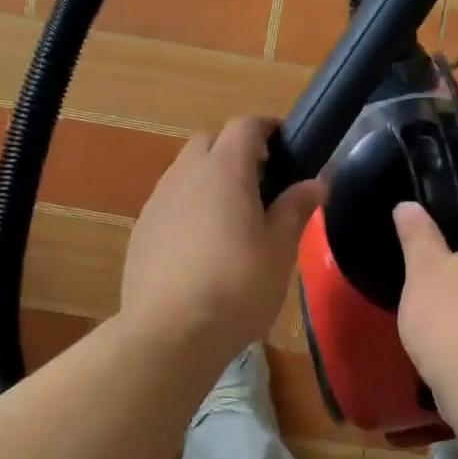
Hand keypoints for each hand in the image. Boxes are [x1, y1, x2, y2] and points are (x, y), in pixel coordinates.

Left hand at [121, 117, 323, 360]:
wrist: (170, 333)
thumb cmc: (237, 287)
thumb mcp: (280, 250)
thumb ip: (296, 208)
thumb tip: (316, 182)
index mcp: (224, 170)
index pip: (245, 125)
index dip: (268, 128)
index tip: (288, 146)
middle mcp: (185, 175)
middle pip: (210, 141)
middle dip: (236, 150)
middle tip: (262, 183)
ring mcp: (157, 202)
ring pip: (186, 171)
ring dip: (210, 178)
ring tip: (233, 217)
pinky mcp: (141, 231)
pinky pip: (169, 202)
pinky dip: (189, 206)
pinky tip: (202, 245)